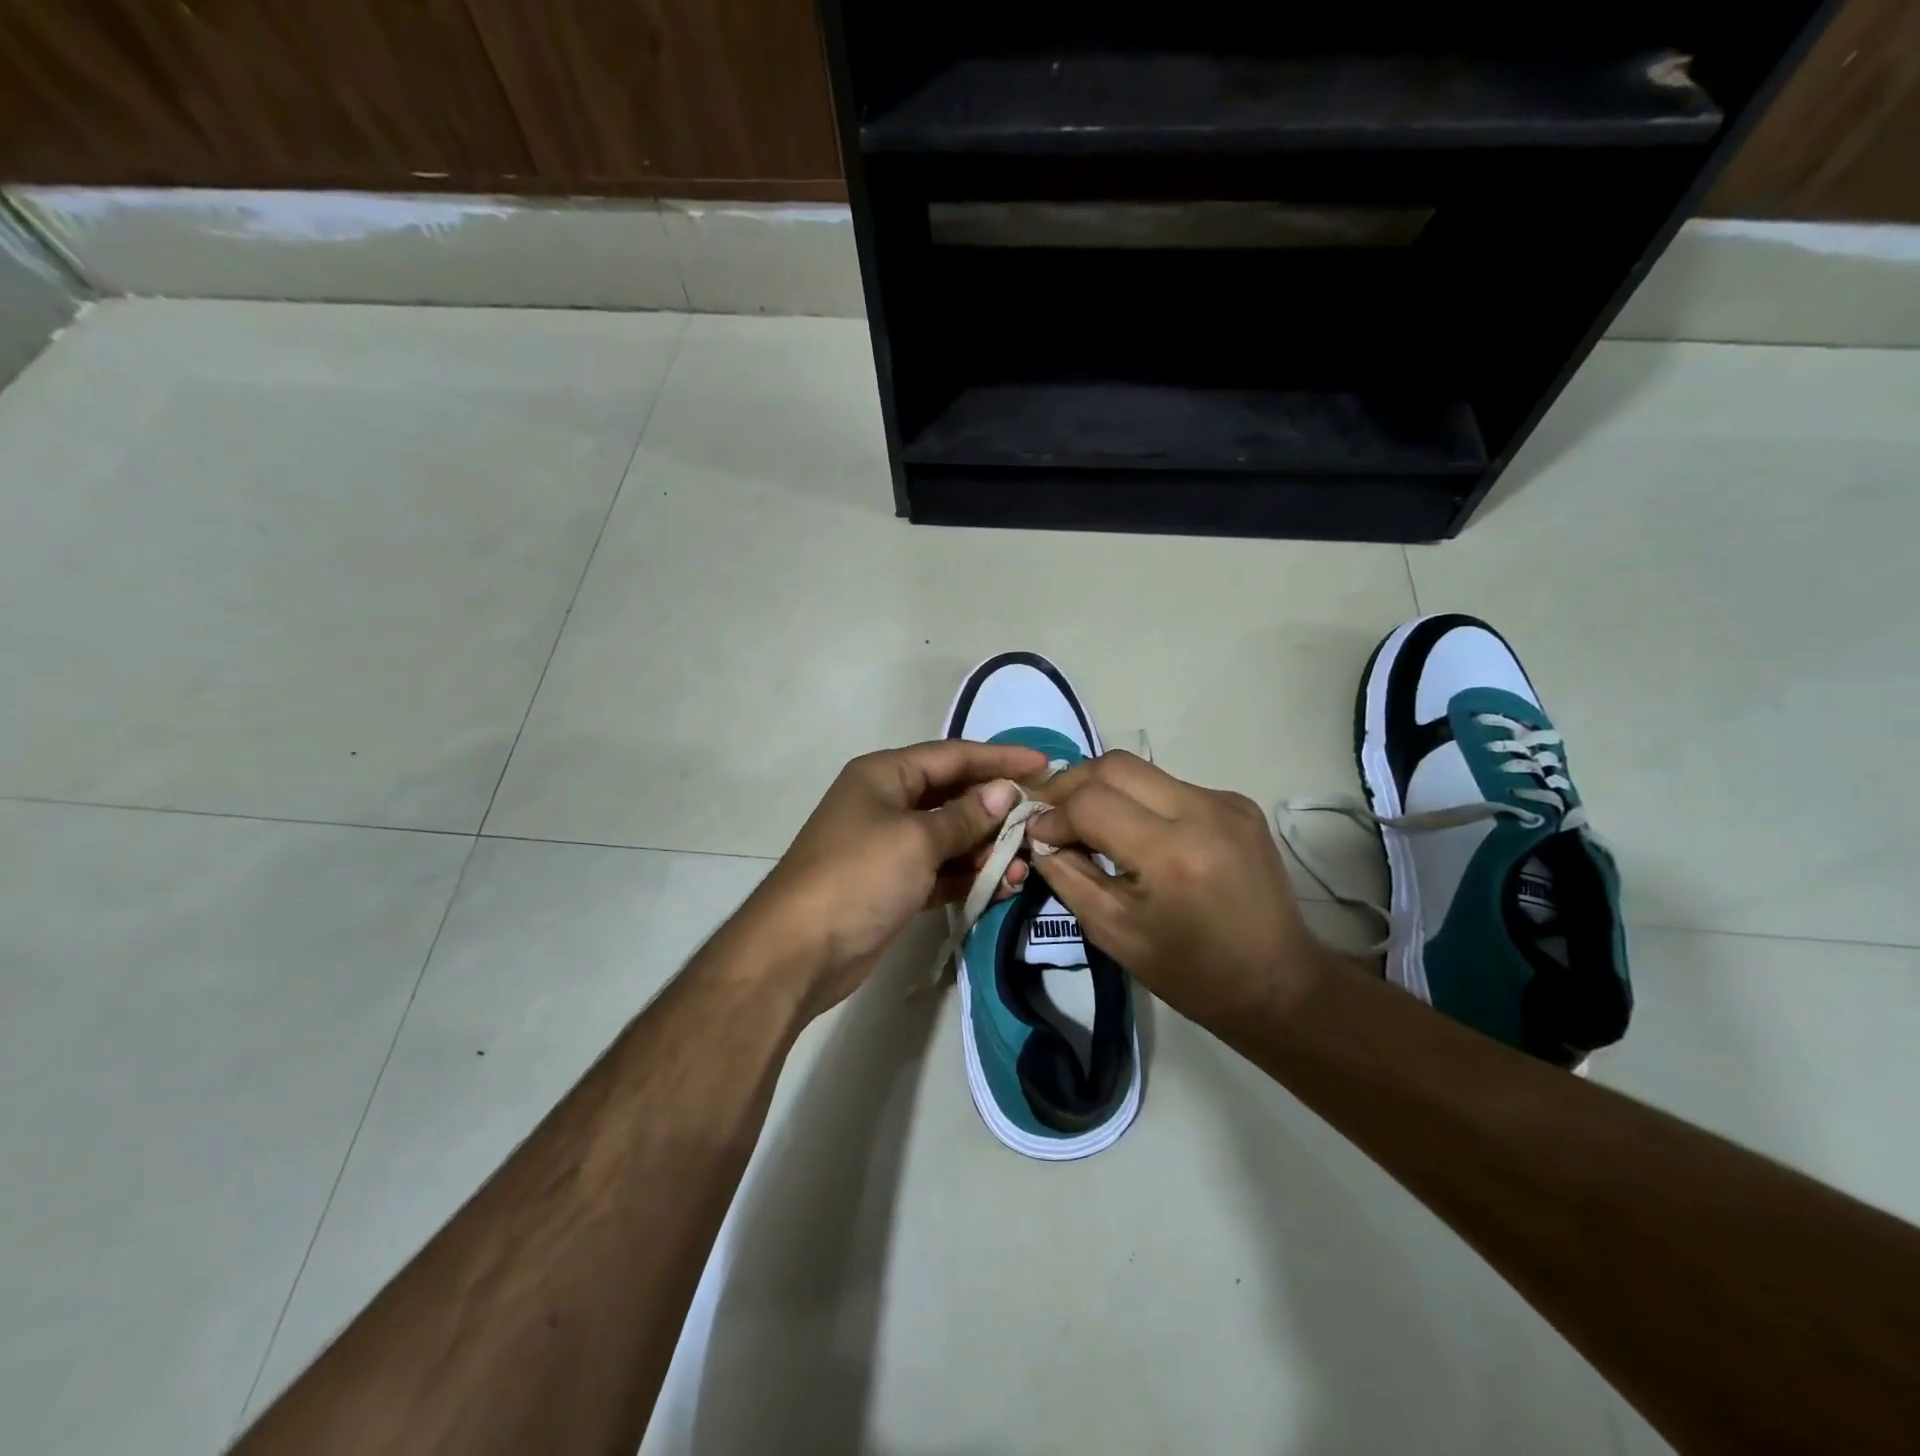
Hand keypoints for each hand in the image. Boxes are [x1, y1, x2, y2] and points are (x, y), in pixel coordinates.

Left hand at [742, 739, 1050, 1016]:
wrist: (798, 951)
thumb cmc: (858, 876)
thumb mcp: (916, 839)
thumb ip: (964, 816)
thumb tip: (1004, 793)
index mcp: (885, 775)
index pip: (953, 755)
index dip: (999, 759)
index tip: (1044, 764)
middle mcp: (888, 803)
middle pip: (954, 795)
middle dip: (997, 808)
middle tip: (1042, 819)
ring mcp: (890, 846)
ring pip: (951, 837)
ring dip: (987, 848)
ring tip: (1027, 863)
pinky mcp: (894, 885)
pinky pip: (942, 871)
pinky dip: (969, 876)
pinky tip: (1004, 885)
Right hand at [1028, 752, 1340, 1031]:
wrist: (1279, 983)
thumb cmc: (1191, 972)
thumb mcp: (1113, 933)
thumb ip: (1069, 876)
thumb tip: (1041, 837)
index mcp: (1170, 854)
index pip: (1091, 803)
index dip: (1053, 815)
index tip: (1038, 836)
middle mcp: (1202, 812)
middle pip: (1115, 766)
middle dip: (1071, 783)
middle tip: (1050, 811)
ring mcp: (1226, 802)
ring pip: (1143, 770)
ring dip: (1104, 789)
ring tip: (1084, 819)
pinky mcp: (1238, 803)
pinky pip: (1171, 786)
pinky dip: (1140, 800)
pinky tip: (1133, 830)